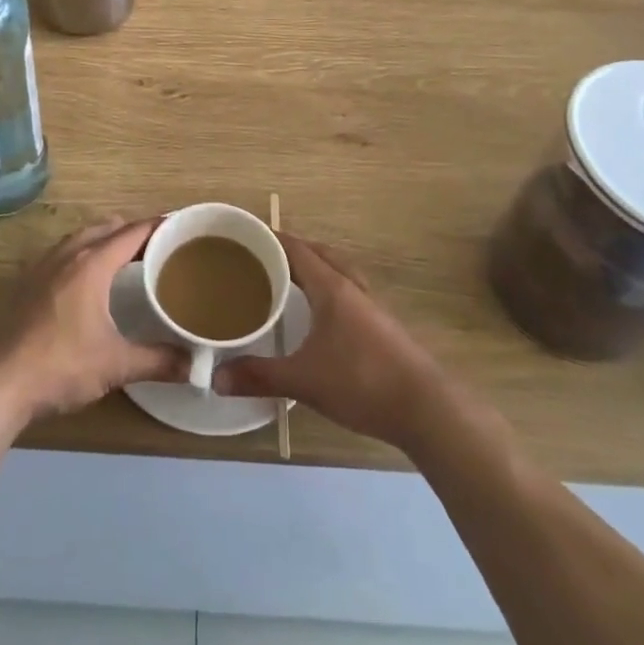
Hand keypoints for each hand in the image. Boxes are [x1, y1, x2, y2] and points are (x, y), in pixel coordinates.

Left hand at [0, 219, 186, 424]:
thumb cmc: (60, 365)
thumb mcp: (115, 365)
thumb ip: (157, 361)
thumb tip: (195, 366)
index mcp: (91, 265)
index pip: (132, 233)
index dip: (157, 226)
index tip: (180, 227)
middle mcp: (67, 255)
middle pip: (105, 228)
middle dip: (132, 230)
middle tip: (158, 245)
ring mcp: (42, 267)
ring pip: (80, 238)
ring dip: (104, 238)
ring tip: (125, 255)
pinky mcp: (26, 283)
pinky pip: (62, 253)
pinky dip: (82, 252)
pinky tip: (85, 277)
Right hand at [214, 232, 443, 449]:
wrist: (426, 409)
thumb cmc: (362, 382)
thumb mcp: (304, 381)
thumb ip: (259, 377)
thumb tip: (216, 378)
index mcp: (332, 288)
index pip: (297, 249)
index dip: (271, 239)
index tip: (246, 236)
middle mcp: (353, 288)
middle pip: (320, 254)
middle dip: (292, 250)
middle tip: (263, 257)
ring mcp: (372, 306)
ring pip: (339, 272)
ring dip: (315, 267)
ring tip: (291, 279)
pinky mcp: (384, 327)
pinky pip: (349, 292)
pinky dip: (330, 289)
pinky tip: (322, 314)